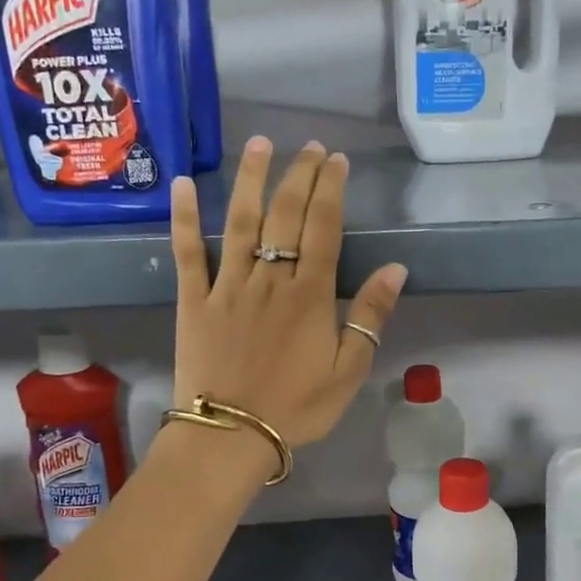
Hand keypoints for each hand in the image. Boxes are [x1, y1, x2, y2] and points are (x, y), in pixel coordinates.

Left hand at [170, 137, 406, 454]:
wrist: (231, 435)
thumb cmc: (296, 407)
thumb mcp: (348, 371)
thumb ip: (371, 317)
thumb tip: (396, 269)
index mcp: (309, 295)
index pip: (323, 228)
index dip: (331, 190)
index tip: (337, 161)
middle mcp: (269, 278)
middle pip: (285, 215)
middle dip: (300, 175)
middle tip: (310, 147)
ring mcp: (227, 285)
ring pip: (240, 221)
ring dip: (251, 179)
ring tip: (261, 145)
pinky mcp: (193, 300)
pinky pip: (187, 252)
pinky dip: (185, 218)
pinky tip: (185, 185)